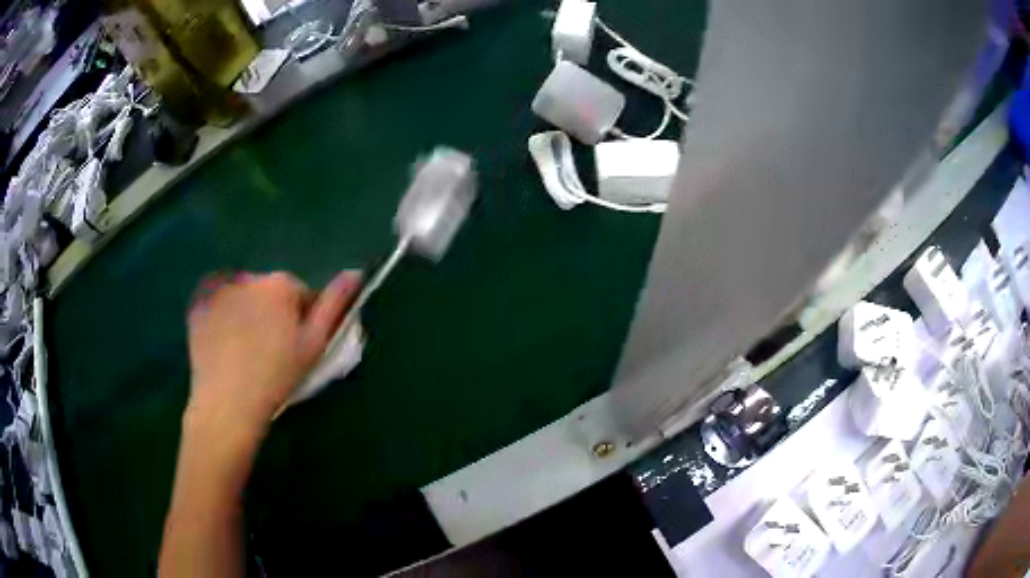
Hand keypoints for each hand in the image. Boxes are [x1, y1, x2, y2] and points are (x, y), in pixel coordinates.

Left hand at [185, 271, 361, 436]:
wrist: (228, 403)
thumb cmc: (276, 376)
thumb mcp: (314, 344)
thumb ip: (334, 305)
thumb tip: (354, 272)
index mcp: (280, 284)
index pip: (297, 293)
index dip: (298, 321)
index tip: (291, 347)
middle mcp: (248, 276)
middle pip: (267, 292)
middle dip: (270, 313)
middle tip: (266, 350)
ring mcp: (219, 288)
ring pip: (241, 296)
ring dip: (245, 312)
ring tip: (241, 349)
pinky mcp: (198, 304)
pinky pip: (214, 301)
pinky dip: (219, 314)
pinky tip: (220, 341)